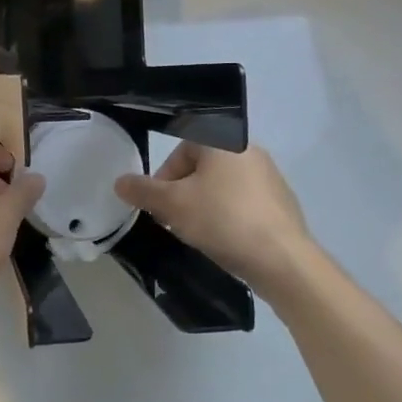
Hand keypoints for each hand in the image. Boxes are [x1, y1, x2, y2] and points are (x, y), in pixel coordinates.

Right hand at [115, 143, 311, 289]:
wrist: (282, 259)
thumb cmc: (222, 220)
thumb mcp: (172, 205)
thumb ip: (143, 191)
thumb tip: (119, 182)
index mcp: (224, 142)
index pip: (182, 147)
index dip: (164, 176)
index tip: (159, 204)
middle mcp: (249, 151)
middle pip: (202, 168)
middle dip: (182, 193)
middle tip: (174, 221)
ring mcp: (270, 177)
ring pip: (222, 186)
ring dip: (204, 206)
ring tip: (198, 234)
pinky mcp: (282, 203)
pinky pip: (243, 203)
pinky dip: (228, 217)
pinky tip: (225, 241)